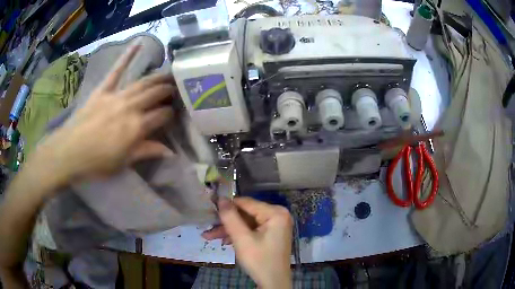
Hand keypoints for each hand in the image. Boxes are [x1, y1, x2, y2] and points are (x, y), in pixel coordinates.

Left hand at [32, 44, 174, 185]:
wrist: (69, 152)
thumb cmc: (97, 162)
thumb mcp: (124, 162)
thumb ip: (147, 151)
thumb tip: (172, 152)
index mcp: (136, 127)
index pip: (162, 115)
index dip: (171, 113)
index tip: (175, 114)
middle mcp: (130, 107)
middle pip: (155, 94)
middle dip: (169, 90)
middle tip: (177, 88)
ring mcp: (116, 95)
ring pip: (143, 82)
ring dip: (158, 77)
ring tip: (169, 73)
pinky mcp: (103, 90)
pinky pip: (117, 70)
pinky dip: (127, 56)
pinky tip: (138, 44)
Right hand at [203, 197, 292, 288]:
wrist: (273, 283)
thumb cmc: (259, 260)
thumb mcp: (242, 239)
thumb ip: (230, 217)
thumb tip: (221, 198)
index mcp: (276, 213)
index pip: (246, 203)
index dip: (227, 206)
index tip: (210, 210)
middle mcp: (278, 215)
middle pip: (246, 214)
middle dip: (226, 222)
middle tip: (207, 229)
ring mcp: (275, 225)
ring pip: (247, 223)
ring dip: (229, 230)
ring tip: (209, 236)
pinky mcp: (271, 234)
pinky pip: (252, 230)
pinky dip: (239, 235)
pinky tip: (224, 241)